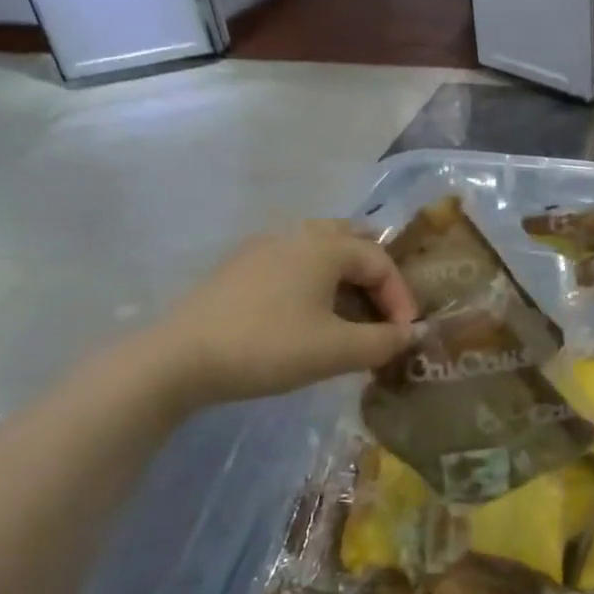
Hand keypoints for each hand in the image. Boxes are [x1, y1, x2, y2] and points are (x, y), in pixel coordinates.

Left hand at [147, 221, 417, 406]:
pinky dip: (315, 282)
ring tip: (351, 315)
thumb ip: (384, 341)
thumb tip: (413, 334)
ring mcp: (263, 246)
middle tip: (384, 311)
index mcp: (325, 245)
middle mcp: (296, 234)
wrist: (179, 359)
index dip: (401, 298)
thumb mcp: (337, 350)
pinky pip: (293, 263)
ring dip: (345, 279)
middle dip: (375, 276)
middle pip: (351, 242)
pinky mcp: (239, 267)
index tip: (403, 335)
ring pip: (320, 251)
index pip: (380, 261)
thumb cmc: (269, 347)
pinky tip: (309, 315)